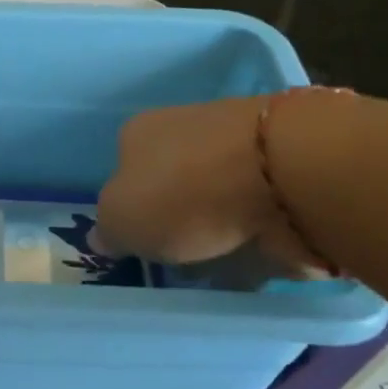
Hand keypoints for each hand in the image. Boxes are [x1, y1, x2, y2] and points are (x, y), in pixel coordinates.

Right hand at [95, 96, 327, 271]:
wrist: (284, 174)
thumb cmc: (184, 193)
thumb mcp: (121, 220)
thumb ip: (108, 230)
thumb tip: (103, 236)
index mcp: (139, 131)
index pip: (124, 168)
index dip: (130, 205)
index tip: (140, 239)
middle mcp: (186, 126)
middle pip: (173, 179)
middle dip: (177, 214)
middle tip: (181, 255)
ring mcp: (238, 143)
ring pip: (217, 192)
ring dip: (219, 223)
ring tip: (221, 261)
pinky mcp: (283, 165)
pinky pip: (258, 206)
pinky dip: (256, 229)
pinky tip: (256, 253)